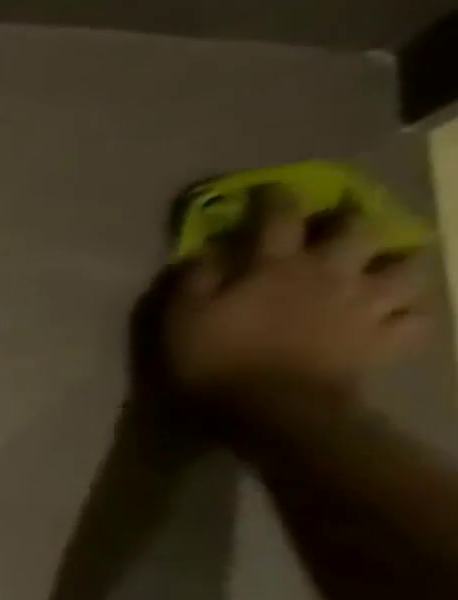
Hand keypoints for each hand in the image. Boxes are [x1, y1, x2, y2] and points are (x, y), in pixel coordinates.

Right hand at [160, 185, 430, 419]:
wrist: (271, 409)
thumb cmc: (214, 359)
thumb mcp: (181, 316)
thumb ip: (195, 278)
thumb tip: (208, 251)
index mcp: (275, 266)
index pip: (279, 217)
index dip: (275, 198)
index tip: (270, 190)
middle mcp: (329, 274)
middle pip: (358, 231)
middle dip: (350, 220)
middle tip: (339, 223)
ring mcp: (366, 306)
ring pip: (407, 268)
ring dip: (399, 260)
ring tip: (387, 263)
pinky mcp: (386, 340)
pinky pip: (418, 318)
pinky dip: (413, 311)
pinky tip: (400, 311)